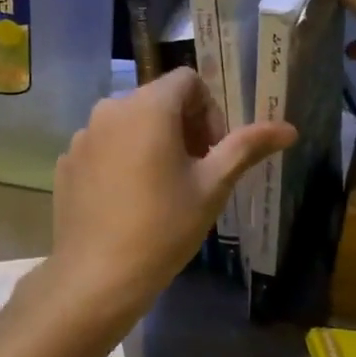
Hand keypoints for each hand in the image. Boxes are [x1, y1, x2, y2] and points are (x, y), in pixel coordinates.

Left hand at [45, 71, 293, 330]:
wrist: (97, 276)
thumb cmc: (164, 227)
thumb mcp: (212, 186)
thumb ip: (247, 147)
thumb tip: (288, 128)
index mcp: (148, 106)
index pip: (188, 80)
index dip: (210, 111)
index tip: (213, 152)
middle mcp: (109, 109)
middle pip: (157, 99)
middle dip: (183, 126)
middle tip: (194, 171)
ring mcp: (83, 136)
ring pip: (129, 122)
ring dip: (152, 142)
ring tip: (161, 188)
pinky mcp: (67, 161)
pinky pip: (103, 145)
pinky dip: (121, 159)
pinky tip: (128, 200)